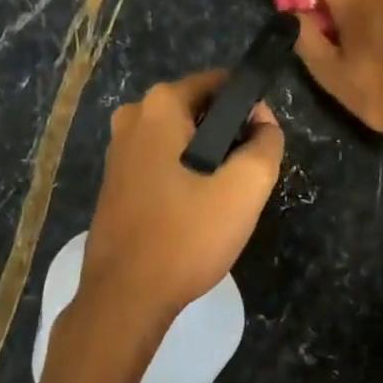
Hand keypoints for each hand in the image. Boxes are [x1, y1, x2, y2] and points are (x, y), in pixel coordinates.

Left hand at [79, 72, 284, 322]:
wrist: (125, 297)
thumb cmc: (185, 237)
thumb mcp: (244, 189)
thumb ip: (266, 144)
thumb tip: (264, 122)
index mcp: (159, 106)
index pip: (222, 84)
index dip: (252, 110)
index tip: (262, 148)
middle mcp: (132, 117)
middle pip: (201, 112)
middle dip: (229, 139)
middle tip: (244, 183)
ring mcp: (118, 150)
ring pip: (183, 141)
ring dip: (208, 162)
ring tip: (222, 203)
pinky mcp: (115, 181)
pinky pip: (163, 163)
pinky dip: (184, 178)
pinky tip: (194, 214)